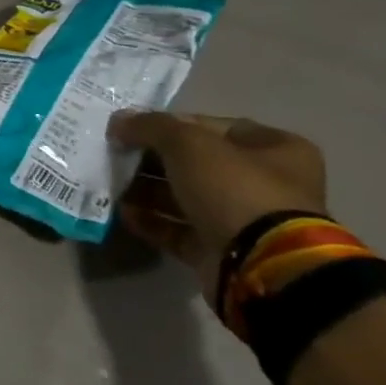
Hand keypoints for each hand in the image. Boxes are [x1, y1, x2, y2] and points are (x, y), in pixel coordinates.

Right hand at [107, 112, 328, 305]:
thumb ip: (151, 127)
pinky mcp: (219, 250)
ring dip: (145, 191)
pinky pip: (177, 229)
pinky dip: (150, 221)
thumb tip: (119, 121)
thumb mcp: (189, 144)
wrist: (261, 263)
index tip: (131, 129)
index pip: (212, 127)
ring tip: (110, 184)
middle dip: (152, 160)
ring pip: (183, 198)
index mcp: (274, 149)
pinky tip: (122, 212)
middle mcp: (263, 183)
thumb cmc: (234, 189)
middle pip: (195, 164)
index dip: (169, 124)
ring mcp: (241, 219)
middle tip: (115, 157)